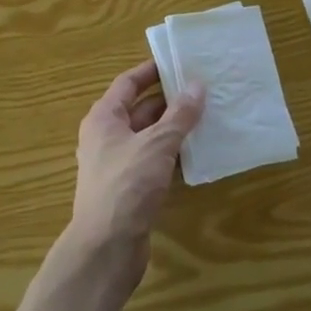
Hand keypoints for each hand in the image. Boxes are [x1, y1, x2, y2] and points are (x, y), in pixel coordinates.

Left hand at [68, 59, 204, 282]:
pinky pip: (152, 161)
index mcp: (104, 118)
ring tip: (207, 117)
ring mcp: (117, 164)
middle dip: (170, 100)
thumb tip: (197, 86)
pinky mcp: (129, 189)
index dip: (152, 71)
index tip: (179, 62)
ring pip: (148, 137)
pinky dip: (172, 155)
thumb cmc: (126, 185)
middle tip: (203, 90)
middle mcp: (106, 137)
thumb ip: (179, 115)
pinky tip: (197, 154)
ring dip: (174, 129)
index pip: (128, 83)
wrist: (106, 248)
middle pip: (139, 109)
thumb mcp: (157, 144)